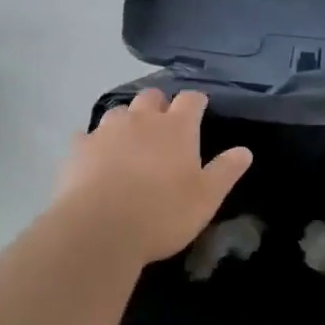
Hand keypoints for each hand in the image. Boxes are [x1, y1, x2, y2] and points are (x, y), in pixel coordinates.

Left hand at [55, 87, 252, 265]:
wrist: (101, 228)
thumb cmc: (163, 213)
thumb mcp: (206, 198)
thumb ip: (225, 171)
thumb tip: (244, 150)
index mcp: (176, 127)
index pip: (191, 99)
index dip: (196, 102)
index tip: (200, 109)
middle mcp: (142, 119)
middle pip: (151, 96)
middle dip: (159, 104)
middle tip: (163, 124)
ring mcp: (107, 130)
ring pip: (119, 111)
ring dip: (127, 120)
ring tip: (129, 140)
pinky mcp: (79, 147)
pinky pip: (87, 135)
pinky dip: (94, 142)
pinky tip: (95, 157)